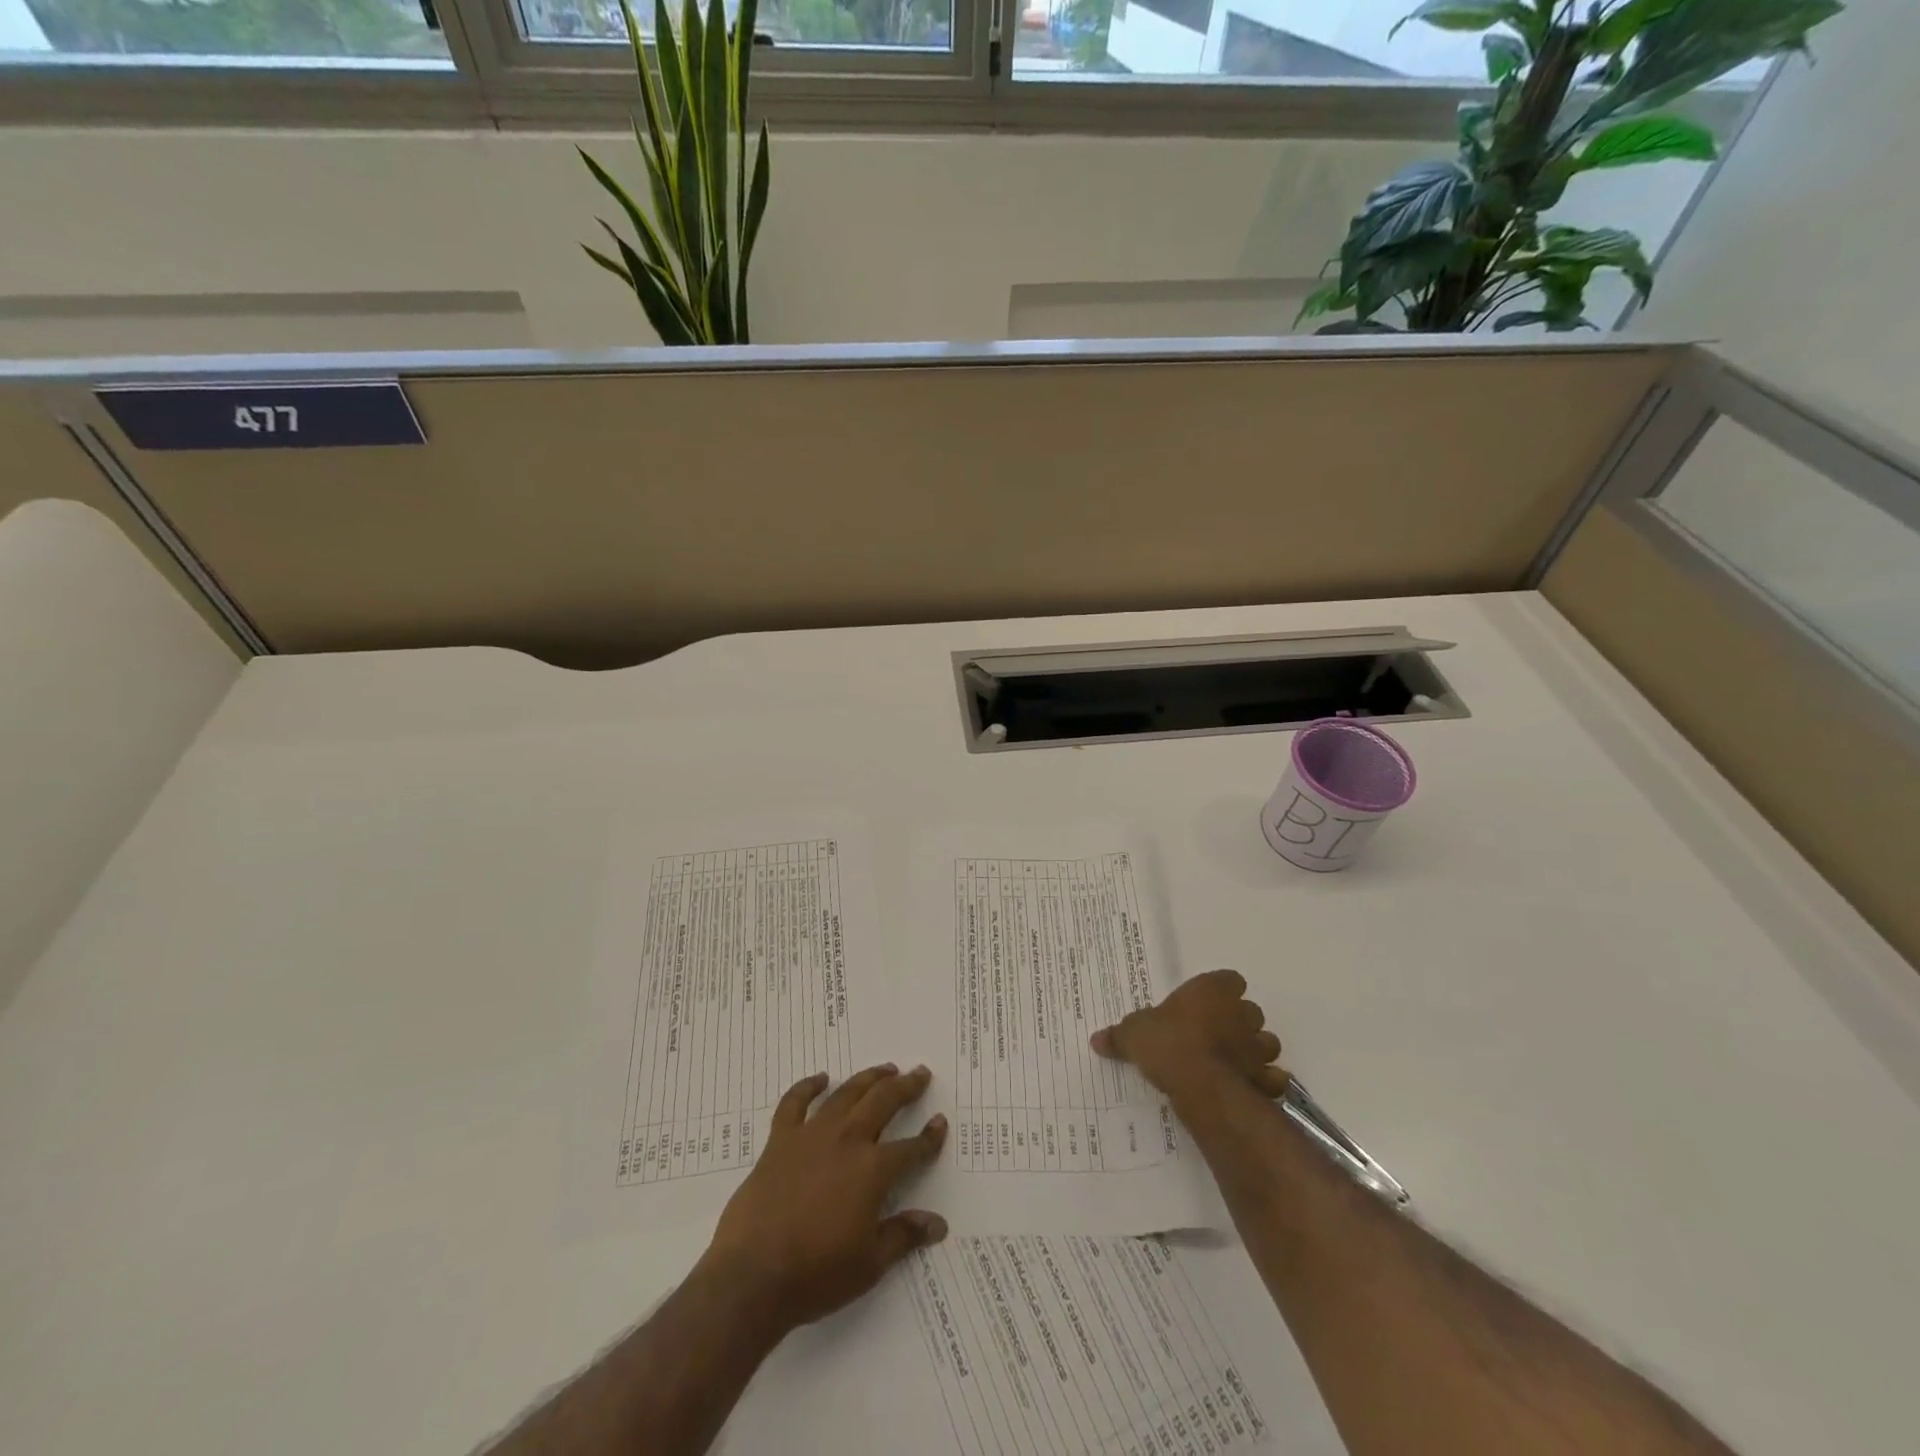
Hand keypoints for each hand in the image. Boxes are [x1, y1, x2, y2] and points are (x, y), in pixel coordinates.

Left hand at [699, 1064, 948, 1337]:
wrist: (752, 1276)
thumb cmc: (816, 1274)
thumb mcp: (869, 1264)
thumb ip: (904, 1236)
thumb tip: (938, 1224)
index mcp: (873, 1170)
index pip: (911, 1149)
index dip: (929, 1137)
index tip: (940, 1123)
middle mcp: (847, 1141)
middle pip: (883, 1103)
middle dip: (905, 1087)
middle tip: (919, 1073)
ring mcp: (811, 1135)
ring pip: (846, 1094)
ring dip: (868, 1078)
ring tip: (884, 1069)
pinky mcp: (780, 1140)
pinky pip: (795, 1103)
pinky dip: (808, 1086)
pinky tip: (820, 1078)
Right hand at [1090, 969, 1288, 1109]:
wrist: (1201, 1085)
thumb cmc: (1167, 1043)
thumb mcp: (1133, 1034)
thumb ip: (1119, 1035)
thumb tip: (1095, 1039)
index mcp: (1212, 991)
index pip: (1229, 979)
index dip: (1220, 990)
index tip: (1206, 1003)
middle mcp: (1240, 1013)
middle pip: (1249, 1010)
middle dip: (1238, 1021)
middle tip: (1214, 1034)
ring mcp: (1258, 1047)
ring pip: (1267, 1042)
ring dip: (1254, 1050)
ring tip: (1231, 1062)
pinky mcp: (1266, 1079)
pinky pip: (1273, 1078)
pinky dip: (1265, 1082)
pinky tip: (1247, 1088)